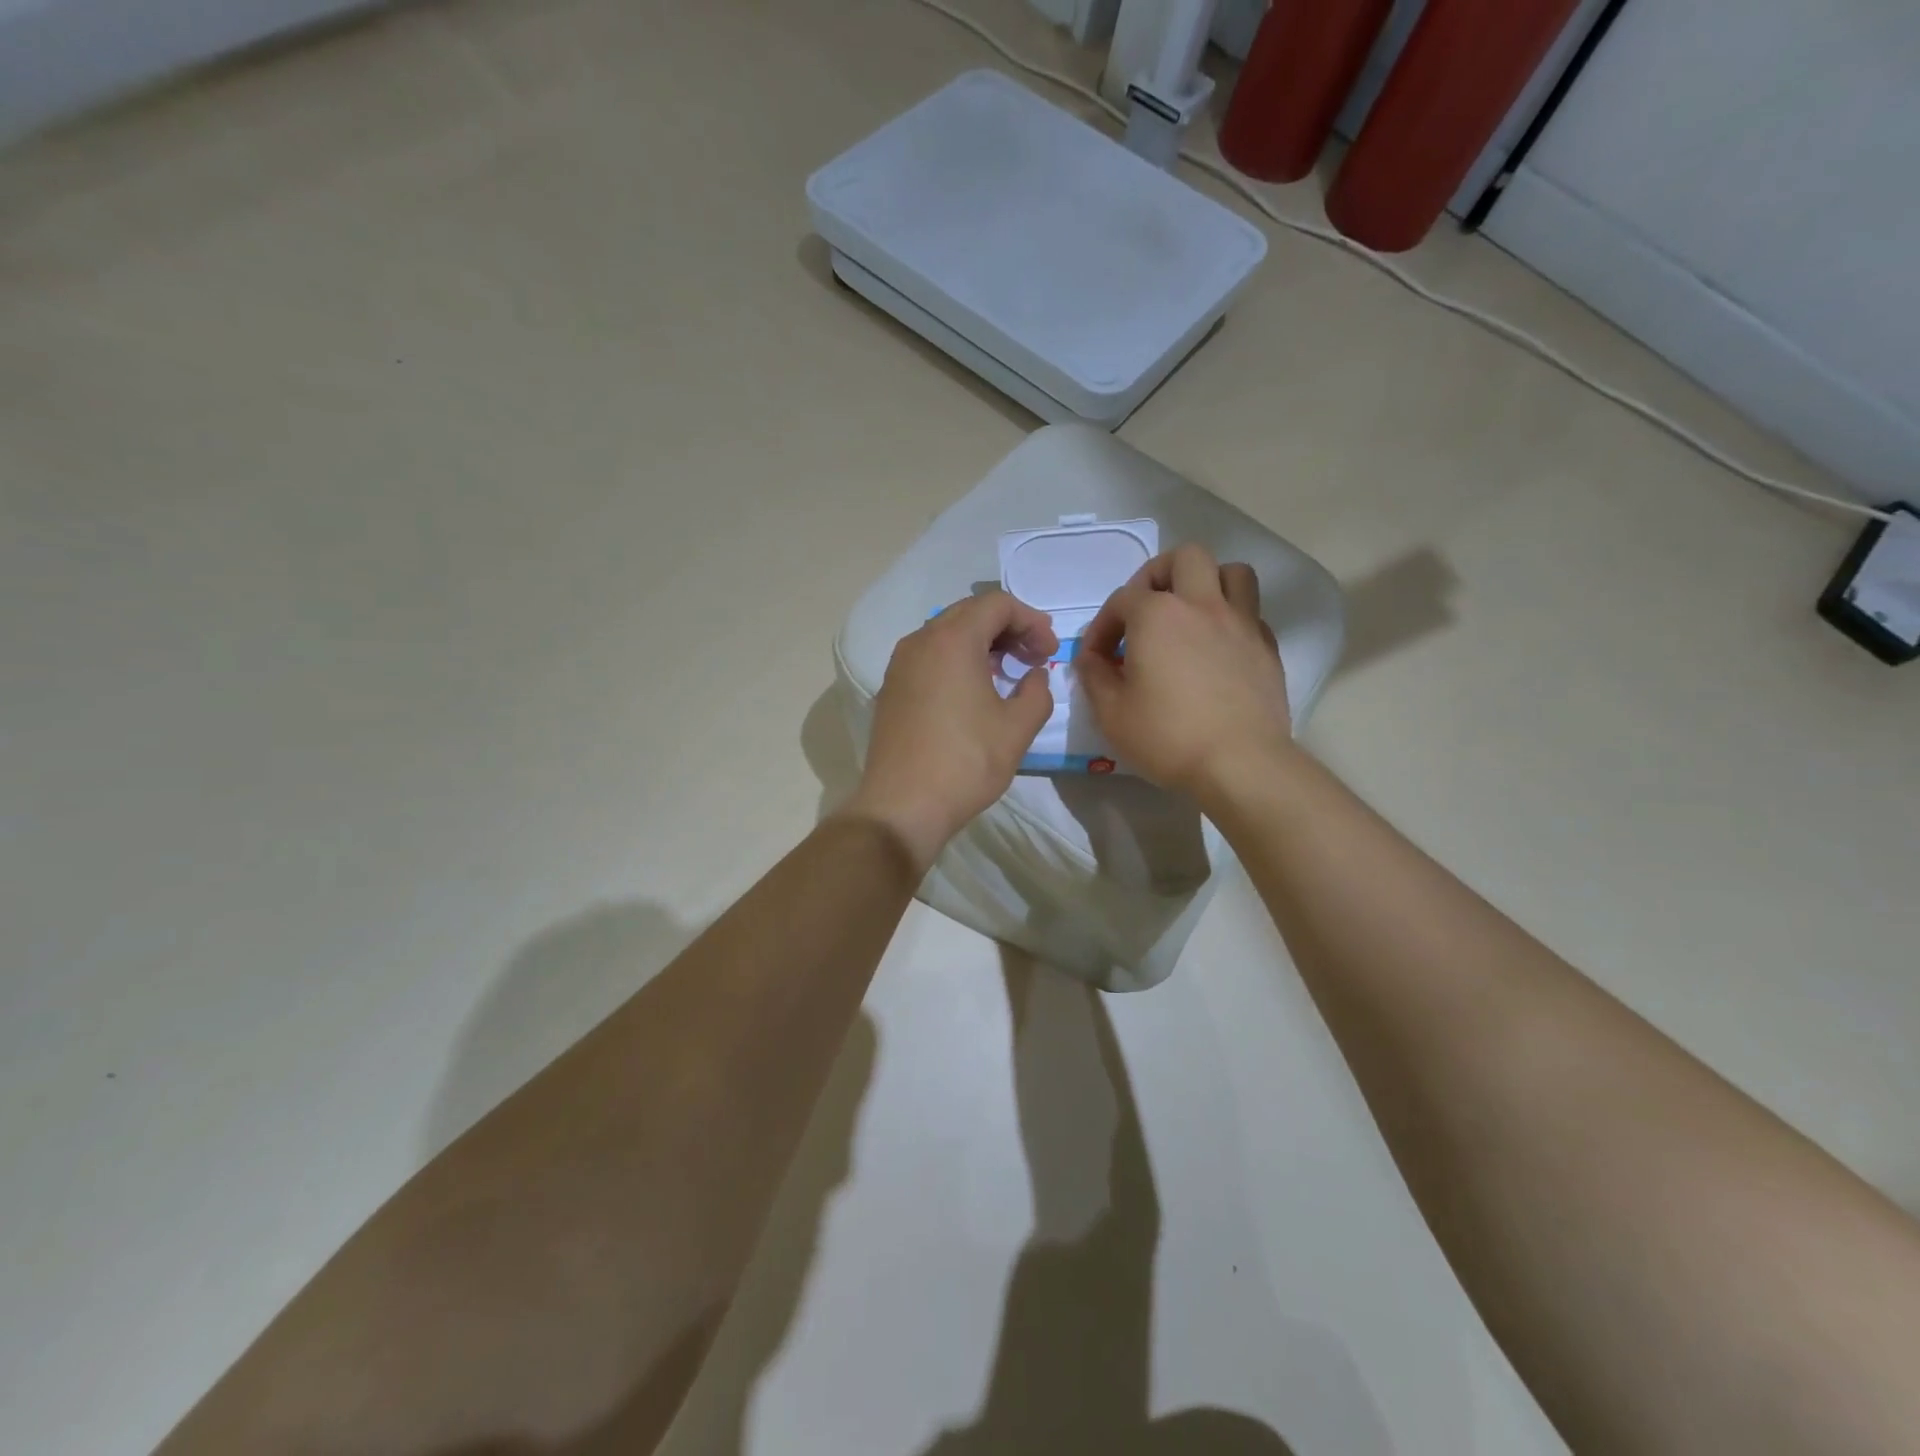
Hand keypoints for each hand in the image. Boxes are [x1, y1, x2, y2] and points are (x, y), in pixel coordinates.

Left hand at [844, 591, 1058, 871]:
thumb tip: (1034, 676)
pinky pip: (929, 656)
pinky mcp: (891, 689)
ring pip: (946, 633)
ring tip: (1008, 671)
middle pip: (970, 612)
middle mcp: (920, 641)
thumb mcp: (1017, 728)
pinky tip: (973, 689)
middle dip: (1008, 628)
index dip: (1032, 620)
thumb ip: (1037, 692)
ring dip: (981, 643)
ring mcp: (900, 665)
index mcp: (952, 640)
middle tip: (1034, 656)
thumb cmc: (965, 763)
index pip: (997, 604)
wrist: (902, 806)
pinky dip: (957, 660)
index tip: (1050, 650)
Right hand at [1076, 545, 1292, 800]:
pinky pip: (1250, 613)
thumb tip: (1090, 658)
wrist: (1240, 763)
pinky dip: (1231, 620)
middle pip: (1185, 558)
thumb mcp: (1110, 713)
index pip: (1122, 599)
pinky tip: (1218, 649)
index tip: (1097, 658)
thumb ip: (1094, 676)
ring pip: (1232, 572)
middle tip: (1146, 610)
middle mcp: (1202, 605)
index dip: (1103, 625)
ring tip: (1190, 615)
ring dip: (1207, 584)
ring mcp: (1241, 623)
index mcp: (1157, 616)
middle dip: (1158, 575)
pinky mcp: (1267, 648)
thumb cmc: (1167, 736)